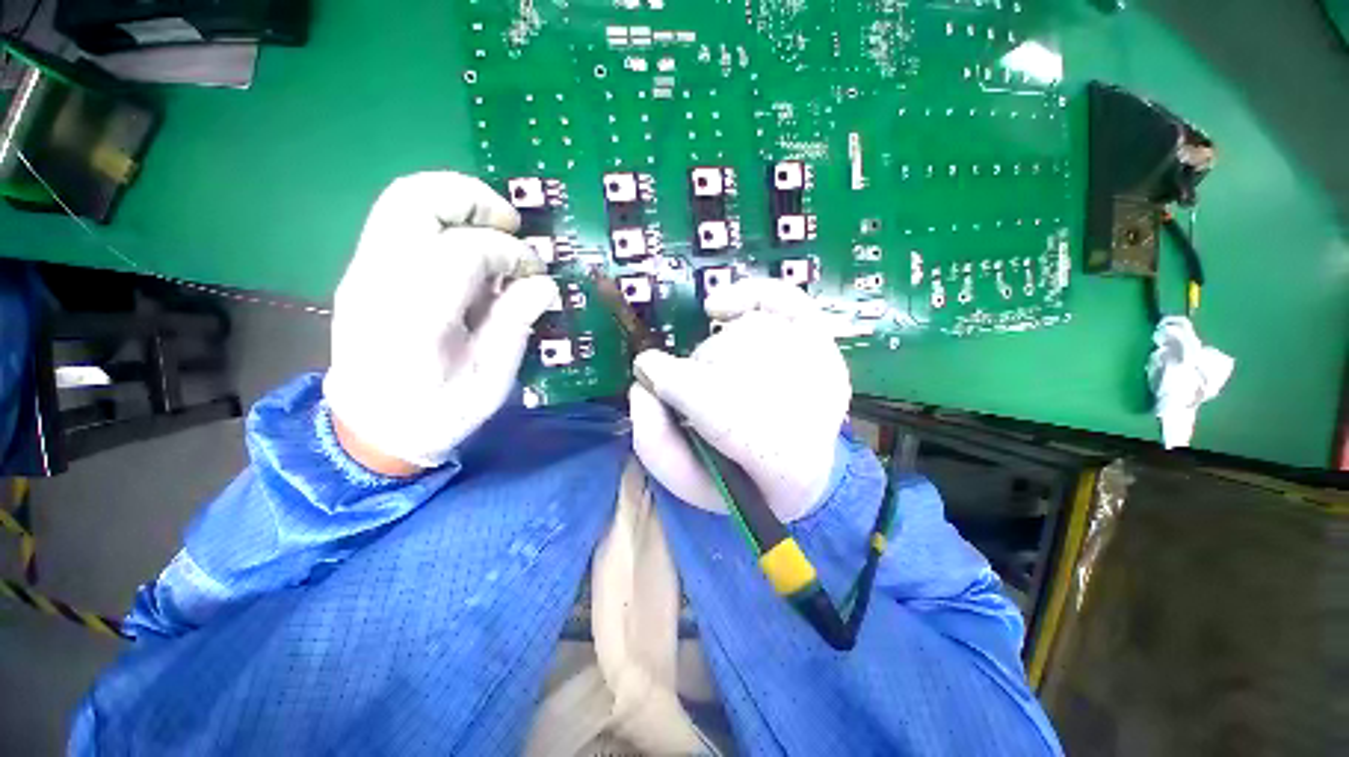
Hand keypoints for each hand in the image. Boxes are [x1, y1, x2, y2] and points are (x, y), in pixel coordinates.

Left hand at [324, 172, 558, 473]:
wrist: (371, 430)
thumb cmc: (438, 413)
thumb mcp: (491, 381)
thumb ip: (515, 325)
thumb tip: (544, 284)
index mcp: (414, 317)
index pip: (461, 251)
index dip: (509, 252)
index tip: (535, 272)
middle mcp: (377, 281)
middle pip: (413, 199)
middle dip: (472, 198)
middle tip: (511, 224)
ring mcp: (363, 272)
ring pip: (402, 200)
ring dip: (456, 202)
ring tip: (494, 229)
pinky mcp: (364, 272)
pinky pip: (401, 222)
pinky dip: (443, 221)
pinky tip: (471, 250)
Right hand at [629, 279, 850, 521]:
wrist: (803, 473)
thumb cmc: (741, 480)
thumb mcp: (690, 482)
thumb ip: (655, 443)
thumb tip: (641, 386)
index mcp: (780, 465)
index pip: (718, 407)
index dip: (673, 384)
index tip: (648, 375)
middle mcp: (813, 411)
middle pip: (731, 360)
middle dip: (698, 374)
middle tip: (693, 393)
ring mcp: (822, 369)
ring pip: (746, 333)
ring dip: (718, 353)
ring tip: (718, 378)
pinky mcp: (824, 343)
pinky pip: (784, 300)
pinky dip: (747, 294)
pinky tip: (718, 307)